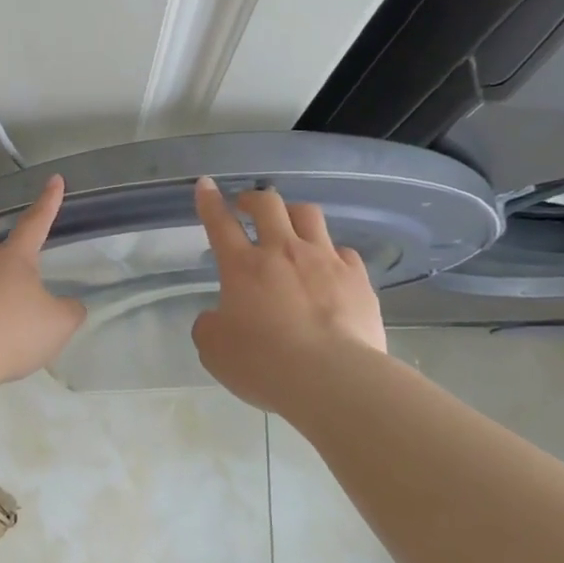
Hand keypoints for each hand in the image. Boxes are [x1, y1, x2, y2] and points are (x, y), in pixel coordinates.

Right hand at [190, 177, 387, 412]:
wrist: (331, 378)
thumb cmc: (263, 364)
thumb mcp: (214, 350)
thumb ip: (210, 325)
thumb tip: (216, 317)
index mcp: (242, 267)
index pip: (220, 223)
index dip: (210, 201)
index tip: (206, 184)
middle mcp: (283, 252)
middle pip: (268, 204)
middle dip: (254, 198)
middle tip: (248, 205)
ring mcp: (324, 261)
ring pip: (309, 215)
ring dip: (294, 213)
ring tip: (290, 225)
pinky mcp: (357, 278)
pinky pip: (343, 251)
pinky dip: (330, 252)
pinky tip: (329, 266)